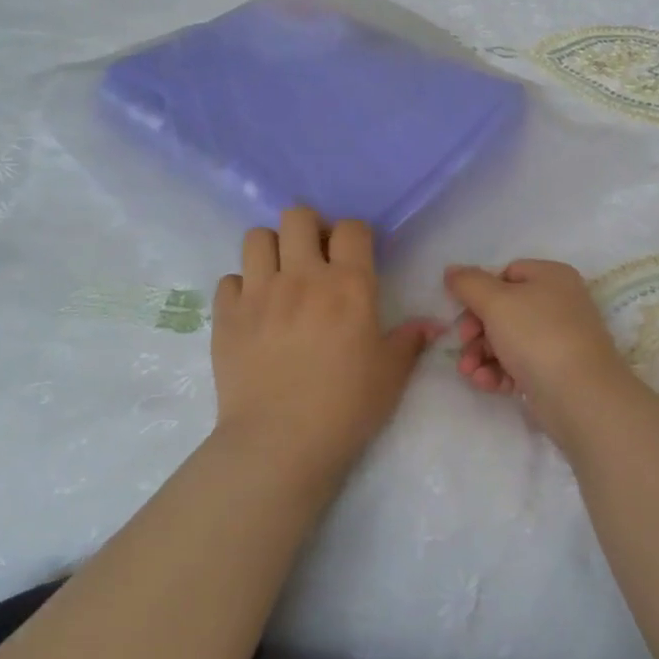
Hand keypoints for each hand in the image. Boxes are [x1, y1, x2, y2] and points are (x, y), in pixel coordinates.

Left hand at [211, 208, 439, 486]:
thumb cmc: (346, 407)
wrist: (280, 442)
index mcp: (348, 285)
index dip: (355, 235)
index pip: (351, 228)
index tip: (354, 256)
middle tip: (314, 257)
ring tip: (280, 276)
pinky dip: (242, 288)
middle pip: (297, 217)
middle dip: (309, 228)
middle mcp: (301, 276)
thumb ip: (409, 341)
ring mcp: (258, 293)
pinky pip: (229, 279)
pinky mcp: (226, 315)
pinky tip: (253, 311)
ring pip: (257, 238)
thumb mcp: (390, 375)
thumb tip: (432, 325)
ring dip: (271, 249)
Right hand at [444, 260, 635, 428]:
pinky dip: (499, 372)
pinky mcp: (555, 371)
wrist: (579, 395)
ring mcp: (558, 339)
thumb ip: (468, 283)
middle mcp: (559, 303)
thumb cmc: (537, 336)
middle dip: (476, 330)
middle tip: (463, 344)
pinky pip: (519, 365)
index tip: (460, 310)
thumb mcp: (496, 301)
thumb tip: (451, 270)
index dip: (480, 291)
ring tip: (469, 372)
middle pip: (503, 309)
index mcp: (551, 277)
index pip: (506, 273)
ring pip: (507, 340)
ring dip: (481, 354)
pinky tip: (487, 384)